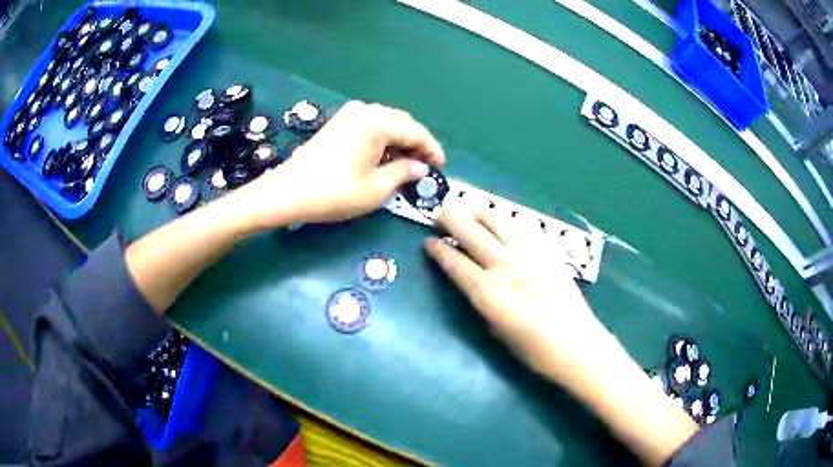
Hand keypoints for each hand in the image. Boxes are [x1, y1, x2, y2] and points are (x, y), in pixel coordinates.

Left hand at [233, 100, 444, 228]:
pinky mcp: (337, 123)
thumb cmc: (334, 192)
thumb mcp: (376, 188)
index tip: (441, 167)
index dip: (432, 150)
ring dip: (399, 140)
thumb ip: (404, 173)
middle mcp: (365, 110)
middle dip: (416, 143)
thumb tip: (420, 167)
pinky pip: (369, 125)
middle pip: (402, 122)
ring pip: (386, 122)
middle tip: (424, 167)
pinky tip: (383, 156)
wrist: (287, 192)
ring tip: (406, 164)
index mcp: (378, 122)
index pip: (416, 132)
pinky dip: (382, 138)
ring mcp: (348, 114)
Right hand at [425, 206, 698, 464]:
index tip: (429, 242)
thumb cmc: (533, 350)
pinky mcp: (547, 249)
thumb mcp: (494, 331)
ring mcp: (528, 253)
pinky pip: (519, 224)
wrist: (577, 345)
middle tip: (440, 216)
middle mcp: (505, 266)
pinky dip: (503, 220)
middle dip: (448, 217)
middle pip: (469, 229)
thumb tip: (468, 278)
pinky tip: (500, 224)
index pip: (453, 260)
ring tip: (468, 212)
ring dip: (476, 211)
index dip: (436, 249)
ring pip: (495, 217)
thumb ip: (479, 298)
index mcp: (488, 293)